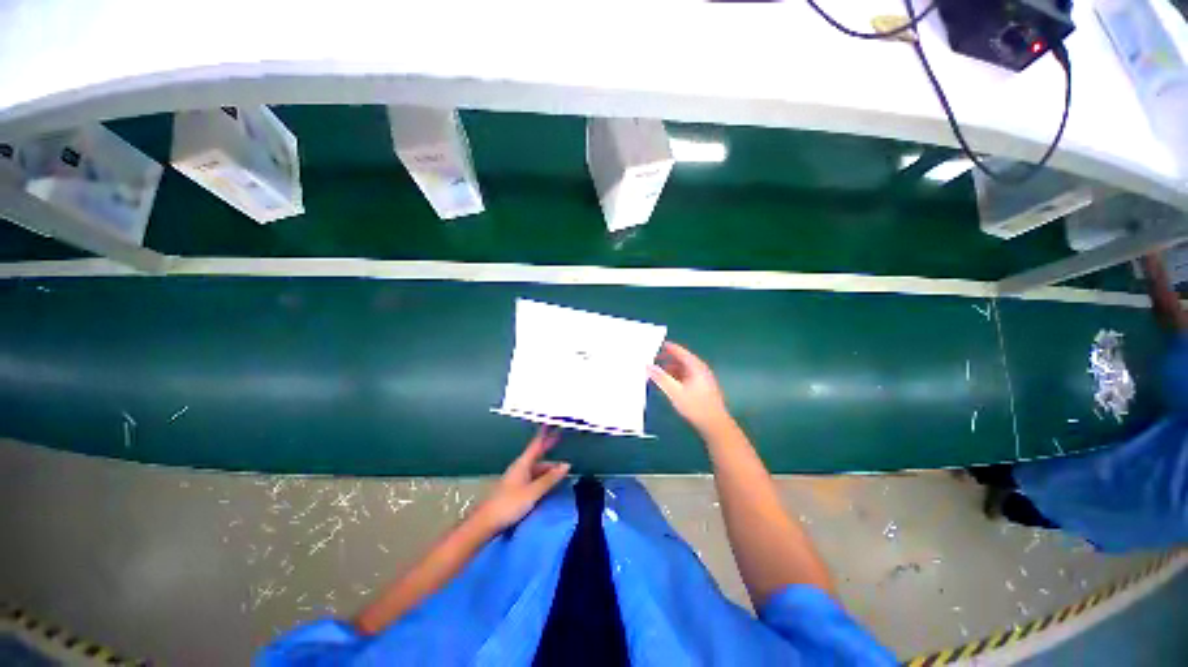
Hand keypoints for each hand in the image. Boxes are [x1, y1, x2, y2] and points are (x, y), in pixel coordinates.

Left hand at [475, 427, 570, 531]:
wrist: (485, 522)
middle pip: (537, 457)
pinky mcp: (515, 490)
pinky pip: (533, 479)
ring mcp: (517, 479)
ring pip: (536, 469)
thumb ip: (550, 479)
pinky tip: (549, 485)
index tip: (550, 424)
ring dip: (548, 469)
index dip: (544, 434)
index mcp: (523, 464)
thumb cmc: (509, 504)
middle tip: (561, 447)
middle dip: (549, 452)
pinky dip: (543, 478)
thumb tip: (566, 466)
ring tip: (561, 473)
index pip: (536, 444)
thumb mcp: (533, 491)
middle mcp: (519, 468)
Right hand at [648, 341, 731, 432]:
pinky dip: (676, 377)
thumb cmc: (695, 406)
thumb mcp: (675, 392)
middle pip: (682, 360)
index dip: (670, 348)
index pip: (681, 352)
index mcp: (696, 367)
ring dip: (671, 369)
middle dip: (668, 359)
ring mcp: (702, 380)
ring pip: (684, 370)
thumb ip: (661, 378)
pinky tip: (668, 383)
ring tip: (657, 371)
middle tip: (654, 358)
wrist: (715, 425)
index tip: (658, 344)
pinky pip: (686, 377)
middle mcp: (700, 370)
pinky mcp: (702, 389)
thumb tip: (648, 366)